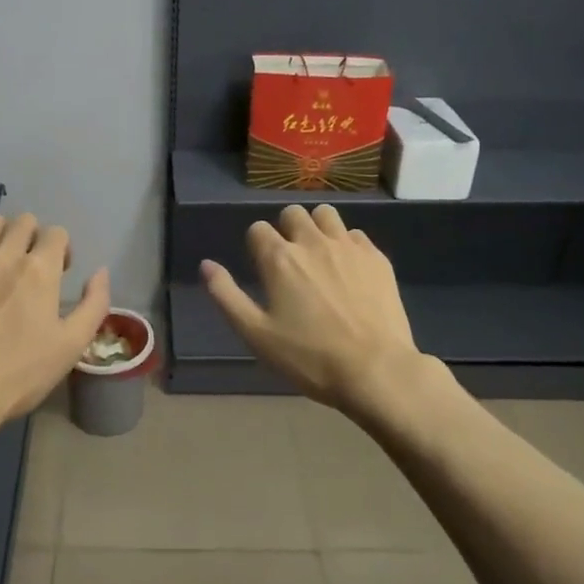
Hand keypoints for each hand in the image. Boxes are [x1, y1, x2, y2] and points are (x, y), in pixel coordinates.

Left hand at [0, 212, 110, 443]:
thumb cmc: (19, 373)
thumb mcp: (71, 345)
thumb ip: (94, 304)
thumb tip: (100, 272)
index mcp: (40, 269)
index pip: (56, 232)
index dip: (63, 249)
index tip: (60, 273)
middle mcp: (4, 254)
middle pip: (24, 220)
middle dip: (33, 237)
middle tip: (31, 267)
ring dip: (1, 236)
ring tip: (0, 263)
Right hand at [201, 204, 420, 413]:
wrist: (376, 369)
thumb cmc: (309, 357)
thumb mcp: (256, 334)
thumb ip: (226, 295)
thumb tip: (206, 265)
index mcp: (279, 258)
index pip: (258, 229)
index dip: (256, 246)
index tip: (263, 269)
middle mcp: (312, 242)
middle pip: (293, 213)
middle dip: (286, 230)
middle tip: (290, 262)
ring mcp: (348, 247)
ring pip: (326, 215)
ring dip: (317, 227)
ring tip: (319, 256)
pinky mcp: (377, 258)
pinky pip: (356, 235)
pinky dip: (347, 244)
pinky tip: (349, 271)